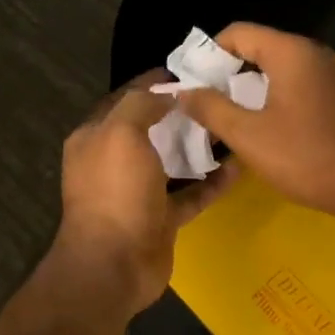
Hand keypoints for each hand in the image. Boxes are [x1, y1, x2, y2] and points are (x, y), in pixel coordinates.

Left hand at [52, 73, 234, 314]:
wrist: (115, 264)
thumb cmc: (115, 191)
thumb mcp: (121, 133)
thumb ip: (142, 104)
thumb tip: (167, 93)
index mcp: (95, 138)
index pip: (125, 99)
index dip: (153, 83)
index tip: (188, 70)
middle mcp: (114, 162)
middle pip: (152, 129)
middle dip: (181, 113)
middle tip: (218, 95)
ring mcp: (139, 192)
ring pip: (174, 161)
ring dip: (199, 146)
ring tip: (232, 124)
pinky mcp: (162, 218)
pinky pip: (192, 193)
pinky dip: (213, 182)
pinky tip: (239, 166)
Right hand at [175, 23, 334, 220]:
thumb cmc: (305, 157)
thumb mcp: (248, 135)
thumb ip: (211, 108)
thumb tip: (183, 91)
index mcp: (291, 52)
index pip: (238, 33)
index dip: (208, 54)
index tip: (190, 83)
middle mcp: (311, 54)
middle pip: (256, 48)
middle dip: (225, 72)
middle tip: (201, 103)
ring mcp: (326, 74)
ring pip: (274, 68)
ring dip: (246, 88)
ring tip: (222, 118)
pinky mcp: (333, 95)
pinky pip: (292, 84)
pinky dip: (269, 97)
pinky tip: (257, 126)